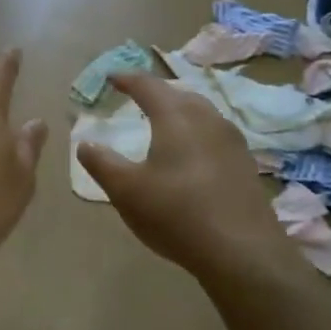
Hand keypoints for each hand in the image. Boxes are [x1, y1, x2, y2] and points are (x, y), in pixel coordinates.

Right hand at [76, 71, 291, 284]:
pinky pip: (215, 134)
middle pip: (179, 93)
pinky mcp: (245, 164)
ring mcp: (232, 141)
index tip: (111, 77)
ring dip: (179, 111)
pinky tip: (192, 153)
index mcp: (175, 117)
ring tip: (164, 122)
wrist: (243, 252)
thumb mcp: (126, 191)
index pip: (148, 85)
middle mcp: (207, 119)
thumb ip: (102, 163)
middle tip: (138, 97)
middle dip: (156, 92)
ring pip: (201, 112)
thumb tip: (85, 144)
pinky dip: (196, 132)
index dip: (127, 78)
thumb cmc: (176, 214)